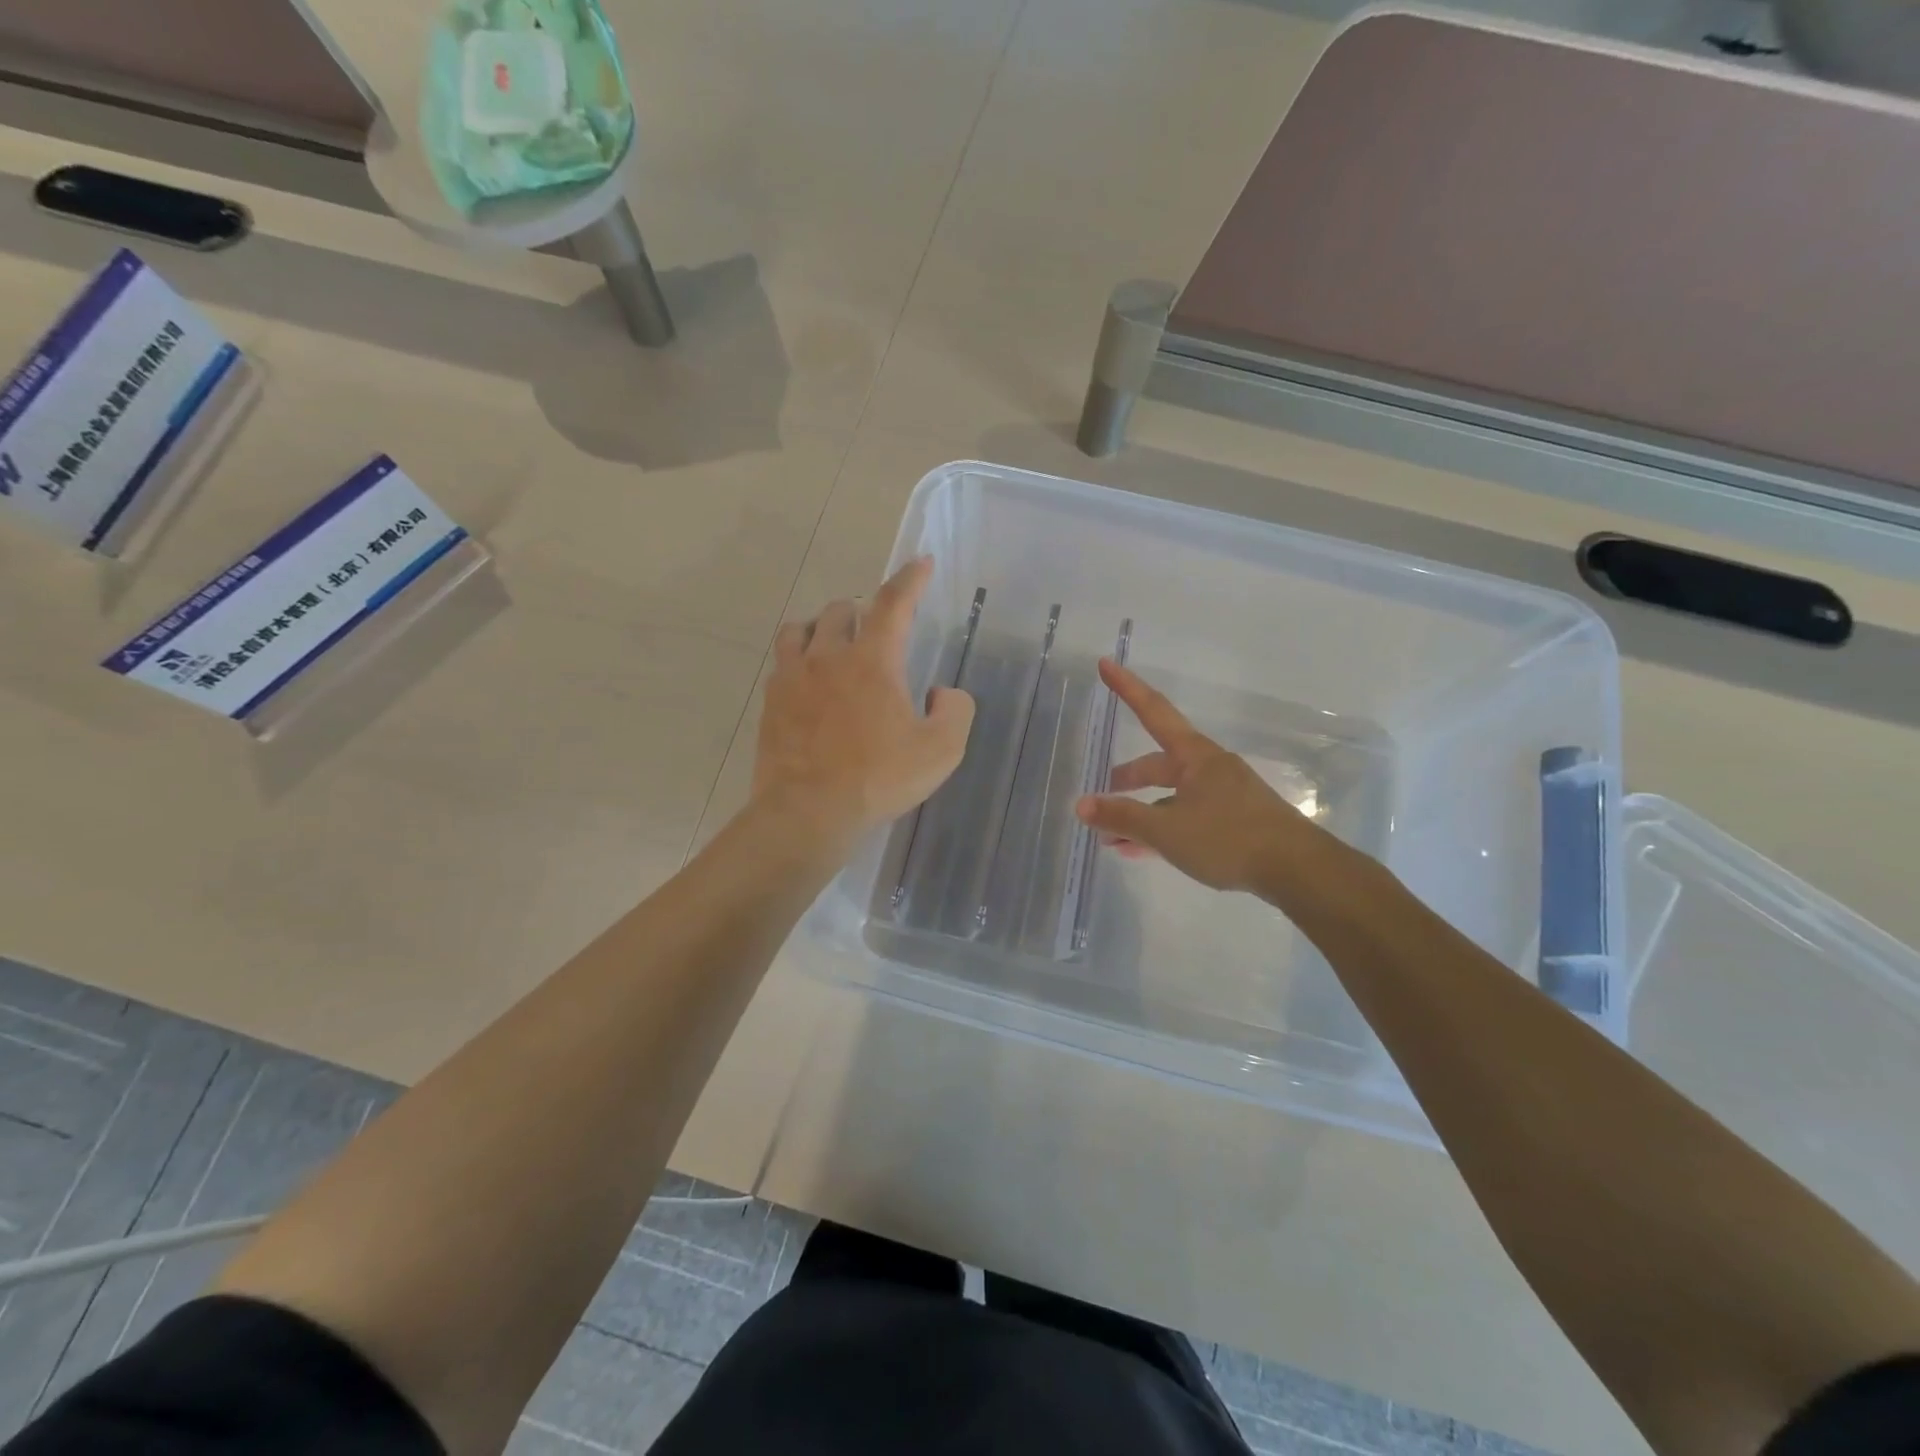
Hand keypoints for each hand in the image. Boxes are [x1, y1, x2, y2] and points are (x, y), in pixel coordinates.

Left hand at [753, 557, 974, 845]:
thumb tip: (941, 693)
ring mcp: (793, 676)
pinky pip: (782, 661)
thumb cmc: (879, 780)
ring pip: (802, 628)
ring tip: (834, 647)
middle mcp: (828, 656)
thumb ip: (955, 711)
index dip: (910, 579)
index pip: (893, 604)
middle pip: (841, 610)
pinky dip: (798, 657)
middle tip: (875, 635)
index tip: (920, 563)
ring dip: (822, 628)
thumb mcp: (940, 751)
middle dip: (862, 613)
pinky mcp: (771, 700)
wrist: (808, 812)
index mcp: (873, 661)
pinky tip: (807, 680)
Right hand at [1075, 659, 1318, 892]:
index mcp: (1193, 756)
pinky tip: (1143, 852)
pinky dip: (1162, 828)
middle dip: (1129, 778)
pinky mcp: (1234, 821)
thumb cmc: (1228, 838)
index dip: (1127, 688)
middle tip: (1103, 793)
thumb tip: (1081, 805)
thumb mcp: (1166, 830)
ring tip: (1114, 838)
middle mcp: (1208, 768)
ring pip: (1171, 796)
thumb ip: (1122, 816)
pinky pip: (1187, 816)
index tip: (1106, 663)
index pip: (1153, 711)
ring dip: (1142, 812)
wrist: (1296, 869)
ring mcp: (1224, 794)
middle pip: (1159, 764)